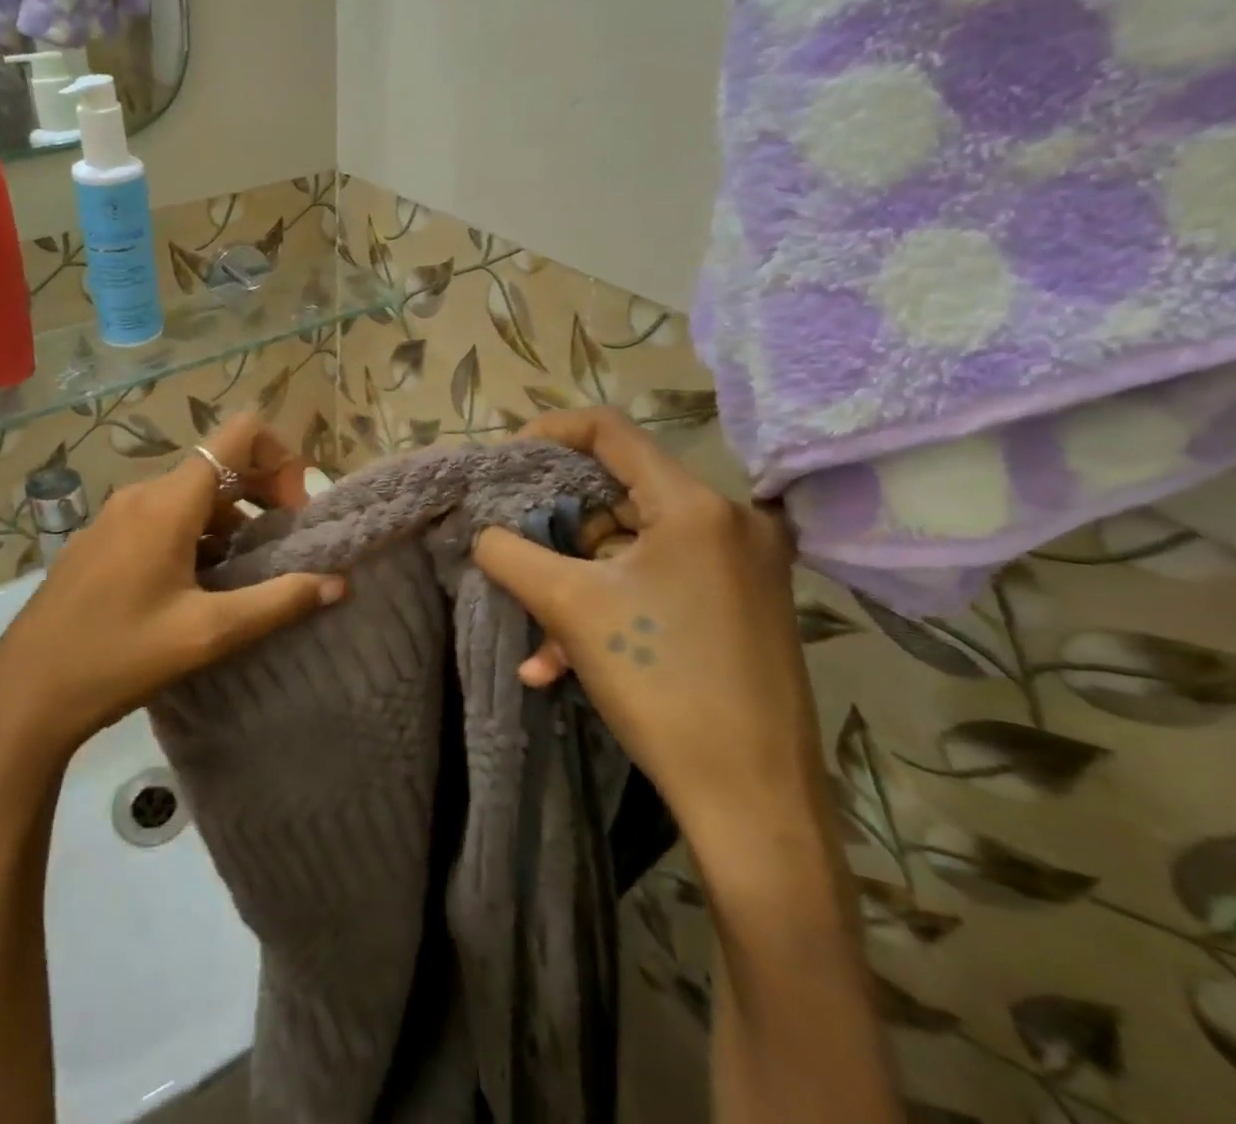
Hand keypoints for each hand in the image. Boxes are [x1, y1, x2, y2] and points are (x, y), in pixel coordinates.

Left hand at [0, 416, 344, 796]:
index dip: (280, 458)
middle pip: (219, 465)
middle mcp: (142, 494)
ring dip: (231, 521)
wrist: (24, 695)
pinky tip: (199, 588)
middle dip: (262, 495)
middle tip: (282, 549)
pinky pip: (162, 518)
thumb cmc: (118, 657)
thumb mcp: (207, 634)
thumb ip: (278, 602)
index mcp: (169, 502)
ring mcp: (116, 516)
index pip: (239, 434)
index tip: (293, 514)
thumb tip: (338, 582)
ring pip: (192, 496)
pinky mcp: (101, 541)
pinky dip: (197, 535)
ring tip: (245, 576)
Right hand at [473, 407, 824, 848]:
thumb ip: (511, 554)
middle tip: (515, 546)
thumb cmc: (661, 684)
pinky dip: (609, 608)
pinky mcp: (741, 605)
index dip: (549, 434)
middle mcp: (729, 522)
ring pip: (632, 547)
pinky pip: (657, 583)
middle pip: (619, 492)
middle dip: (558, 525)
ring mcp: (742, 566)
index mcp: (695, 506)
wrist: (752, 803)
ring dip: (576, 583)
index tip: (506, 461)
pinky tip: (561, 662)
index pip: (610, 432)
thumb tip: (483, 533)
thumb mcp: (569, 607)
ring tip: (537, 637)